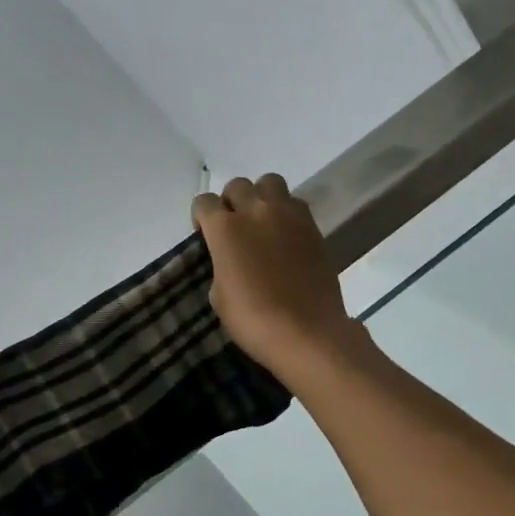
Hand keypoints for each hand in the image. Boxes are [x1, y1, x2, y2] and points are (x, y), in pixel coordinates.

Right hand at [192, 175, 361, 378]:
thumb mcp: (218, 295)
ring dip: (261, 196)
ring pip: (269, 182)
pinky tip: (284, 235)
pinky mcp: (313, 226)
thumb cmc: (252, 320)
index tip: (204, 234)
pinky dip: (285, 211)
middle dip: (231, 202)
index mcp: (224, 228)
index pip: (203, 202)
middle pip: (237, 185)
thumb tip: (230, 257)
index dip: (201, 216)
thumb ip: (220, 264)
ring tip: (262, 222)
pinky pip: (295, 203)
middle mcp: (255, 211)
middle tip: (234, 227)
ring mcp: (288, 215)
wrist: (306, 333)